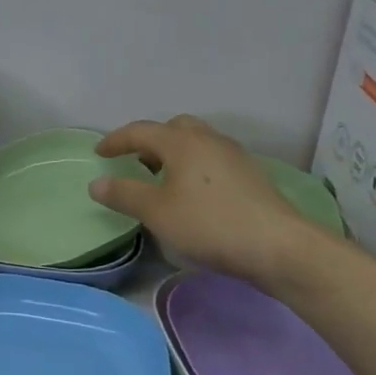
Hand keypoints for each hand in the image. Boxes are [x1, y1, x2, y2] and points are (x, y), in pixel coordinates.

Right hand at [90, 115, 327, 284]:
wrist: (278, 246)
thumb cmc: (209, 223)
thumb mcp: (157, 212)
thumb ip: (124, 194)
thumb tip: (97, 183)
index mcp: (182, 142)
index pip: (140, 131)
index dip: (116, 140)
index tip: (100, 152)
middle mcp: (208, 139)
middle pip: (174, 128)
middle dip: (151, 141)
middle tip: (137, 161)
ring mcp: (234, 156)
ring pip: (197, 142)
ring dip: (175, 153)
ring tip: (164, 179)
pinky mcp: (251, 175)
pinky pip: (213, 159)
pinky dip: (195, 167)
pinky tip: (195, 194)